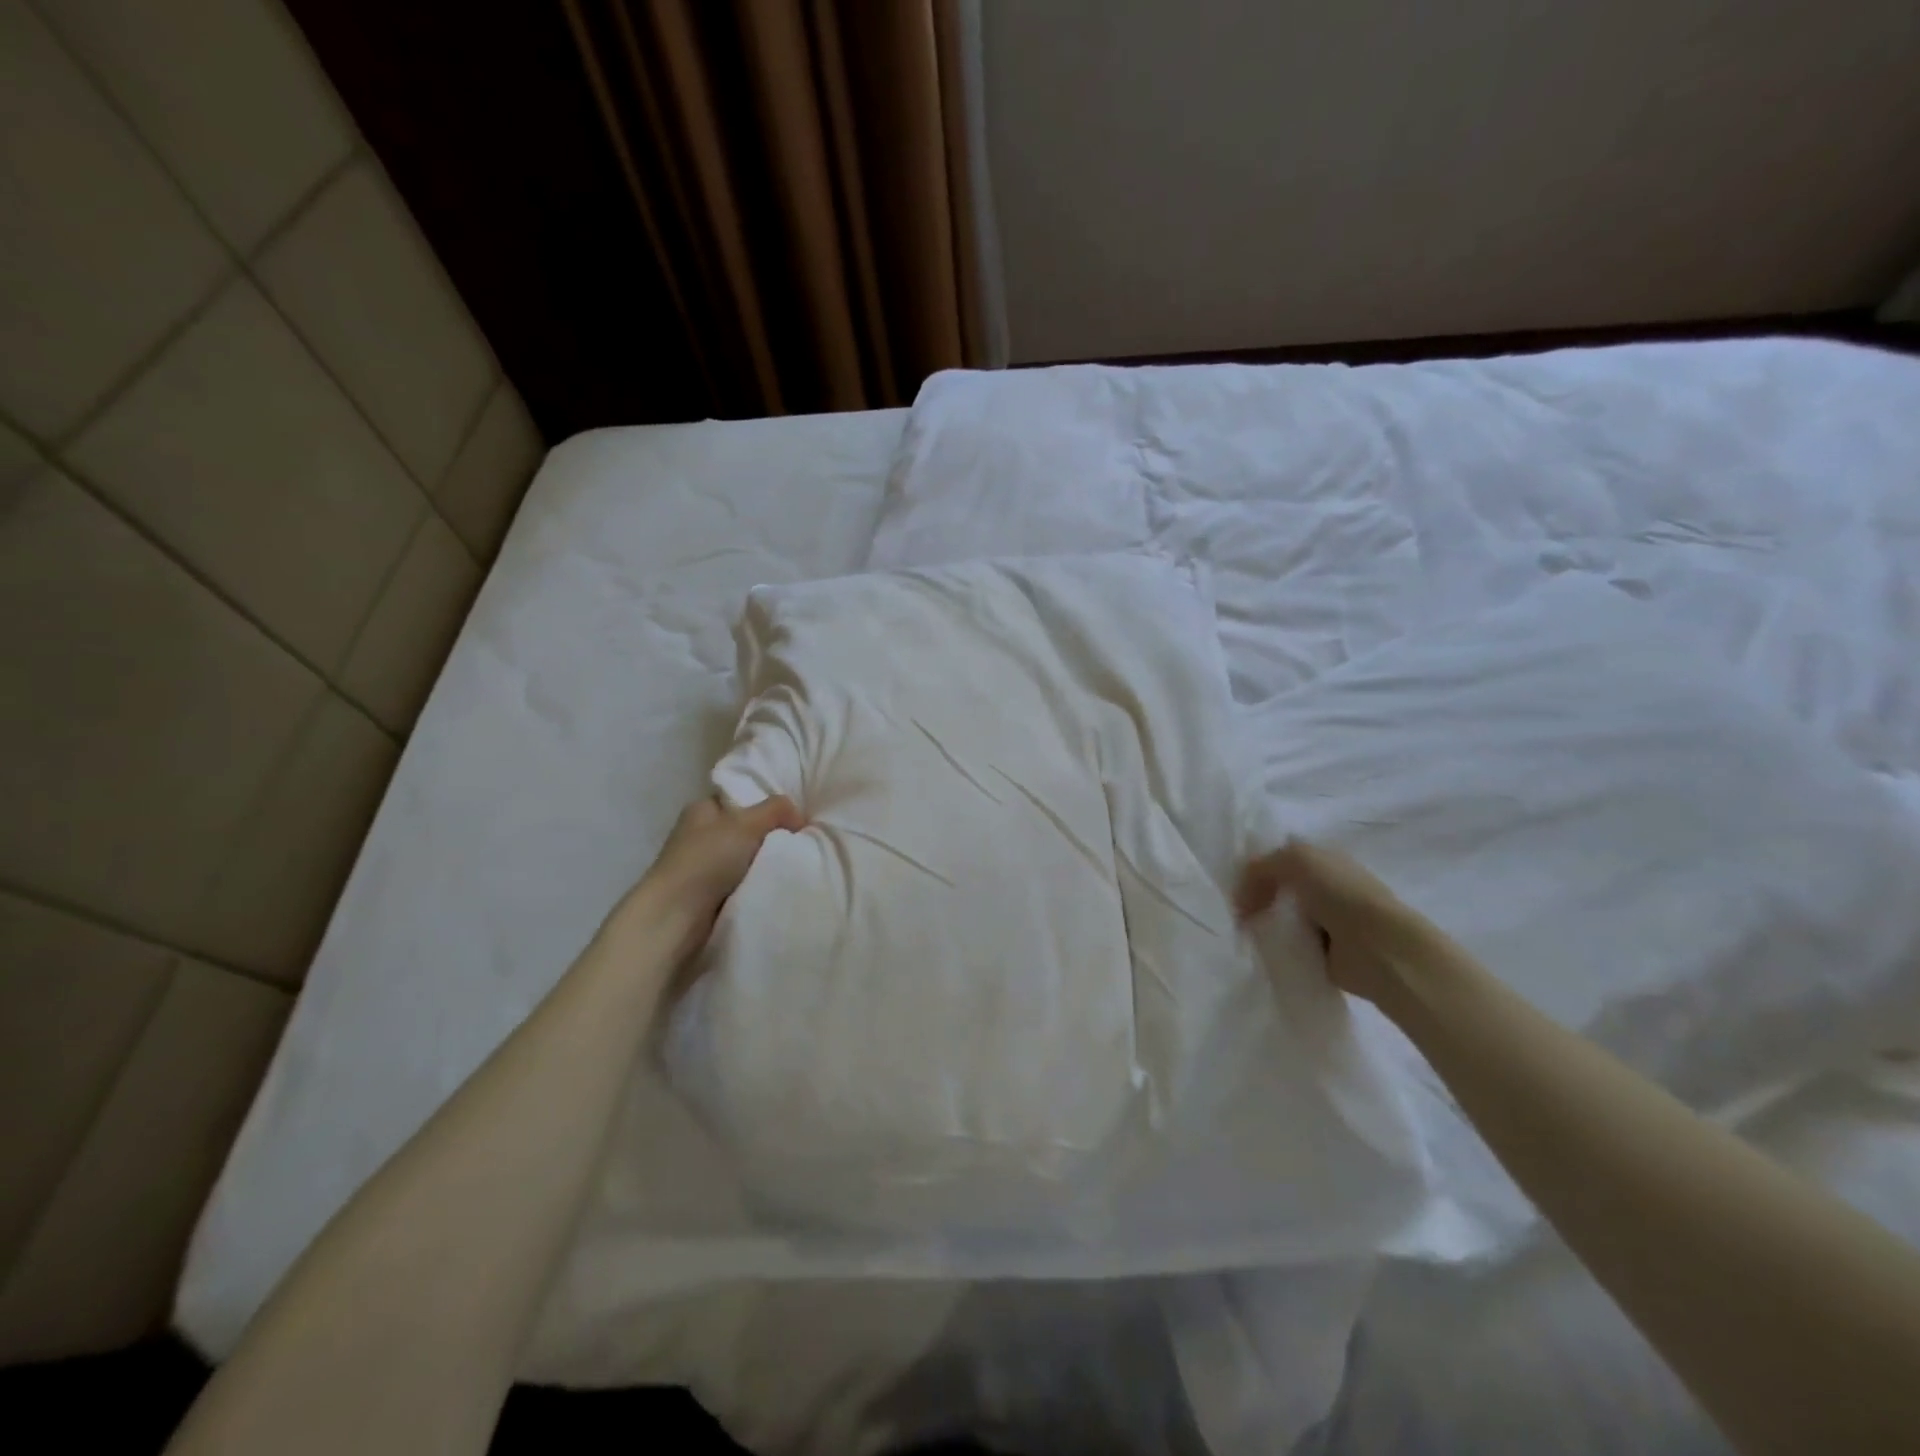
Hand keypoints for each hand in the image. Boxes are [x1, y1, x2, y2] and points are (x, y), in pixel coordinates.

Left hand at [620, 795, 803, 962]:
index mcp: (701, 809)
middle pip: (745, 829)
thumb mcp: (747, 823)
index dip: (765, 803)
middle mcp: (699, 834)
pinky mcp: (706, 896)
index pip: (738, 798)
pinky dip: (756, 886)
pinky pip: (742, 883)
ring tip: (792, 865)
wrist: (676, 918)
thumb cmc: (707, 860)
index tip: (793, 815)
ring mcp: (701, 866)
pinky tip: (775, 886)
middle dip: (770, 836)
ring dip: (765, 864)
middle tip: (799, 841)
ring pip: (745, 858)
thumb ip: (776, 809)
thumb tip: (798, 816)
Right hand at [1236, 840, 1439, 1004]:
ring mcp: (1328, 921)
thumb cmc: (1340, 894)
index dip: (1256, 867)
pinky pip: (1291, 945)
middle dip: (1257, 897)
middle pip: (1279, 888)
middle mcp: (1327, 886)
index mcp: (1324, 859)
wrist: (1379, 948)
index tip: (1232, 884)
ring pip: (1283, 917)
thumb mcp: (1295, 859)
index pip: (1281, 857)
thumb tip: (1241, 896)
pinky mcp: (1326, 953)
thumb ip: (1261, 867)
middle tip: (1235, 911)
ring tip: (1244, 933)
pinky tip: (1263, 951)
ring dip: (1266, 924)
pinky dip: (1278, 948)